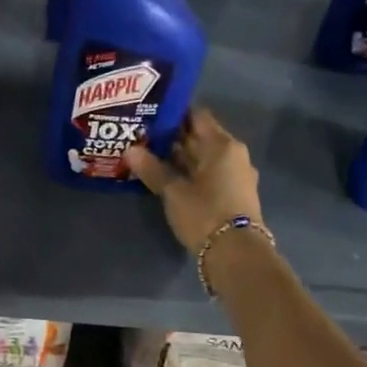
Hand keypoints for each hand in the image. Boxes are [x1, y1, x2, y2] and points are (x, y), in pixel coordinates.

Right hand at [123, 107, 263, 254]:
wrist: (237, 254)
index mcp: (222, 145)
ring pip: (204, 157)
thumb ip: (152, 169)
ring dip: (180, 156)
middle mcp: (233, 154)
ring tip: (150, 155)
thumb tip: (130, 150)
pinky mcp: (234, 194)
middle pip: (200, 136)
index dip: (174, 112)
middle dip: (174, 136)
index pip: (197, 115)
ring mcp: (236, 175)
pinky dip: (190, 172)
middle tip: (143, 134)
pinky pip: (209, 173)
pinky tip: (169, 177)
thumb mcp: (173, 191)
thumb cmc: (205, 213)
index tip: (151, 112)